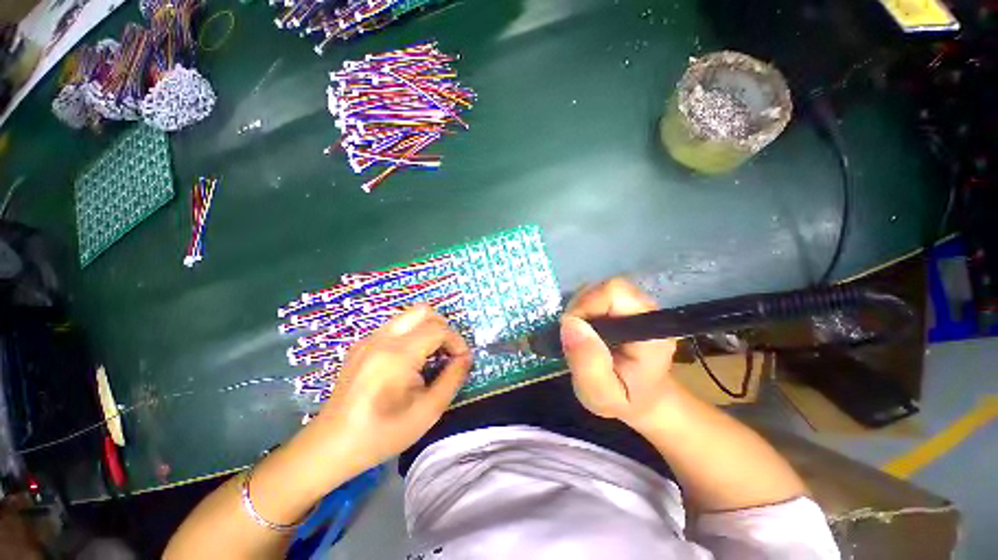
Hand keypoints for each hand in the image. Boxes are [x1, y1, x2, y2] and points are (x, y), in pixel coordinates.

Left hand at [308, 305, 471, 473]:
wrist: (331, 446)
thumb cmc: (383, 433)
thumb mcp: (428, 411)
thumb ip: (453, 378)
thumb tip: (466, 358)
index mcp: (398, 354)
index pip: (438, 329)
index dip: (456, 341)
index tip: (461, 360)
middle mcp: (382, 338)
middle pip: (423, 311)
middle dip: (443, 328)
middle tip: (447, 353)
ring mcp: (368, 339)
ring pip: (408, 316)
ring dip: (427, 329)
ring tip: (430, 356)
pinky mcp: (361, 345)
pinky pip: (394, 327)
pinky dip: (411, 334)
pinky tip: (409, 361)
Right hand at [561, 278, 676, 426]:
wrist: (643, 397)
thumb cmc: (625, 400)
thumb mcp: (602, 395)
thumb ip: (588, 365)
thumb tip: (570, 322)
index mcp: (650, 329)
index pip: (614, 292)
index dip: (585, 306)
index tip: (572, 334)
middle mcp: (647, 309)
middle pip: (604, 288)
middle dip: (580, 309)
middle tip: (575, 339)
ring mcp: (636, 304)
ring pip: (597, 289)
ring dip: (579, 310)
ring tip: (580, 337)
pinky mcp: (624, 304)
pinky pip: (595, 295)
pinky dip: (582, 310)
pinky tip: (585, 330)